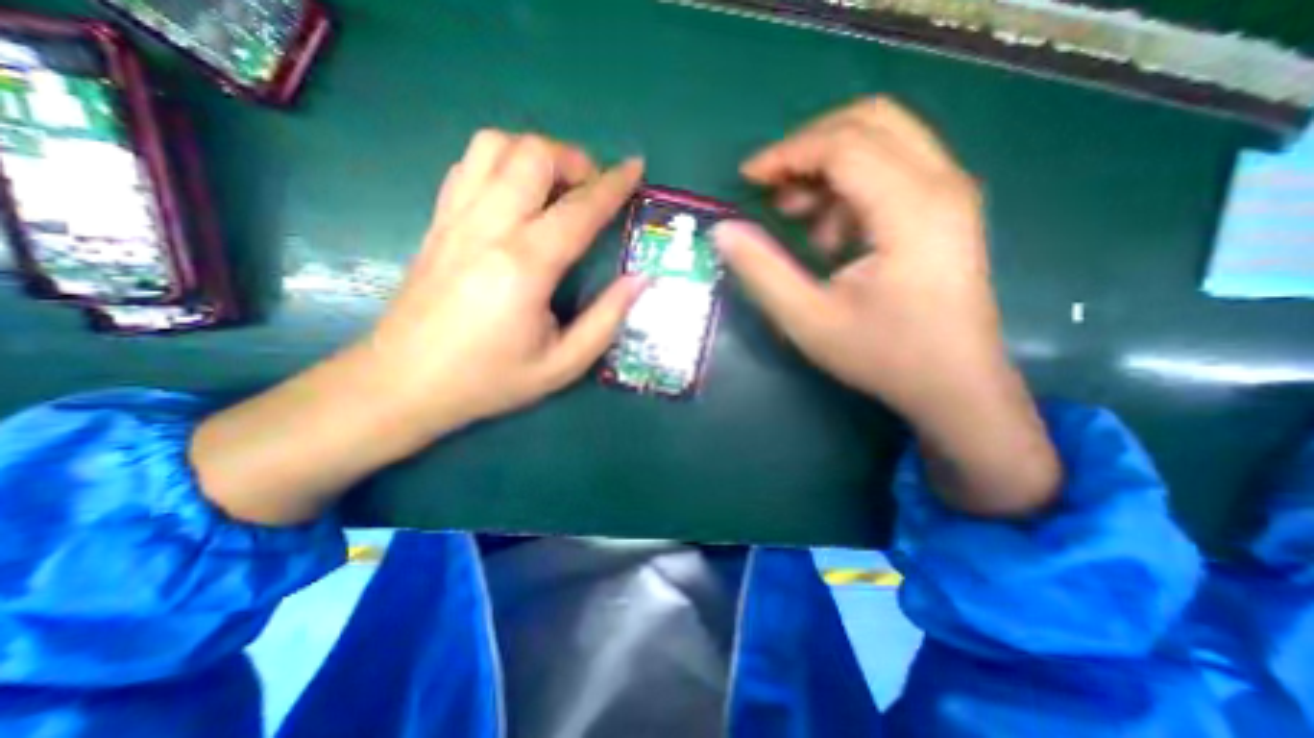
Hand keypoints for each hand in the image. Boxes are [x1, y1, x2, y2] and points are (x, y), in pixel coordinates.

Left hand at [193, 133, 644, 525]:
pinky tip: (516, 194)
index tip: (636, 168)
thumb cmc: (489, 379)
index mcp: (525, 266)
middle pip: (532, 155)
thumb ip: (606, 319)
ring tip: (555, 186)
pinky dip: (502, 163)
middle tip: (592, 188)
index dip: (614, 185)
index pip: (579, 210)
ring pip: (494, 146)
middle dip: (573, 159)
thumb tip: (640, 279)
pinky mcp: (437, 222)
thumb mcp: (562, 365)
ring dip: (535, 154)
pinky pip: (469, 166)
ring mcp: (455, 219)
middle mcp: (488, 228)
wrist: (403, 383)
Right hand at [713, 97, 1058, 514]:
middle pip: (869, 122)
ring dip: (828, 169)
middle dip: (808, 147)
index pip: (843, 145)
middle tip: (771, 187)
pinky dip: (850, 188)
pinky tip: (831, 236)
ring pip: (882, 141)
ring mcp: (949, 194)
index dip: (786, 154)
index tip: (747, 179)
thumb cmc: (883, 356)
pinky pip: (892, 170)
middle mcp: (941, 184)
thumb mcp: (808, 320)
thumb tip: (723, 231)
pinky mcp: (945, 210)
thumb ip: (762, 271)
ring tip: (797, 218)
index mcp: (912, 208)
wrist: (954, 386)